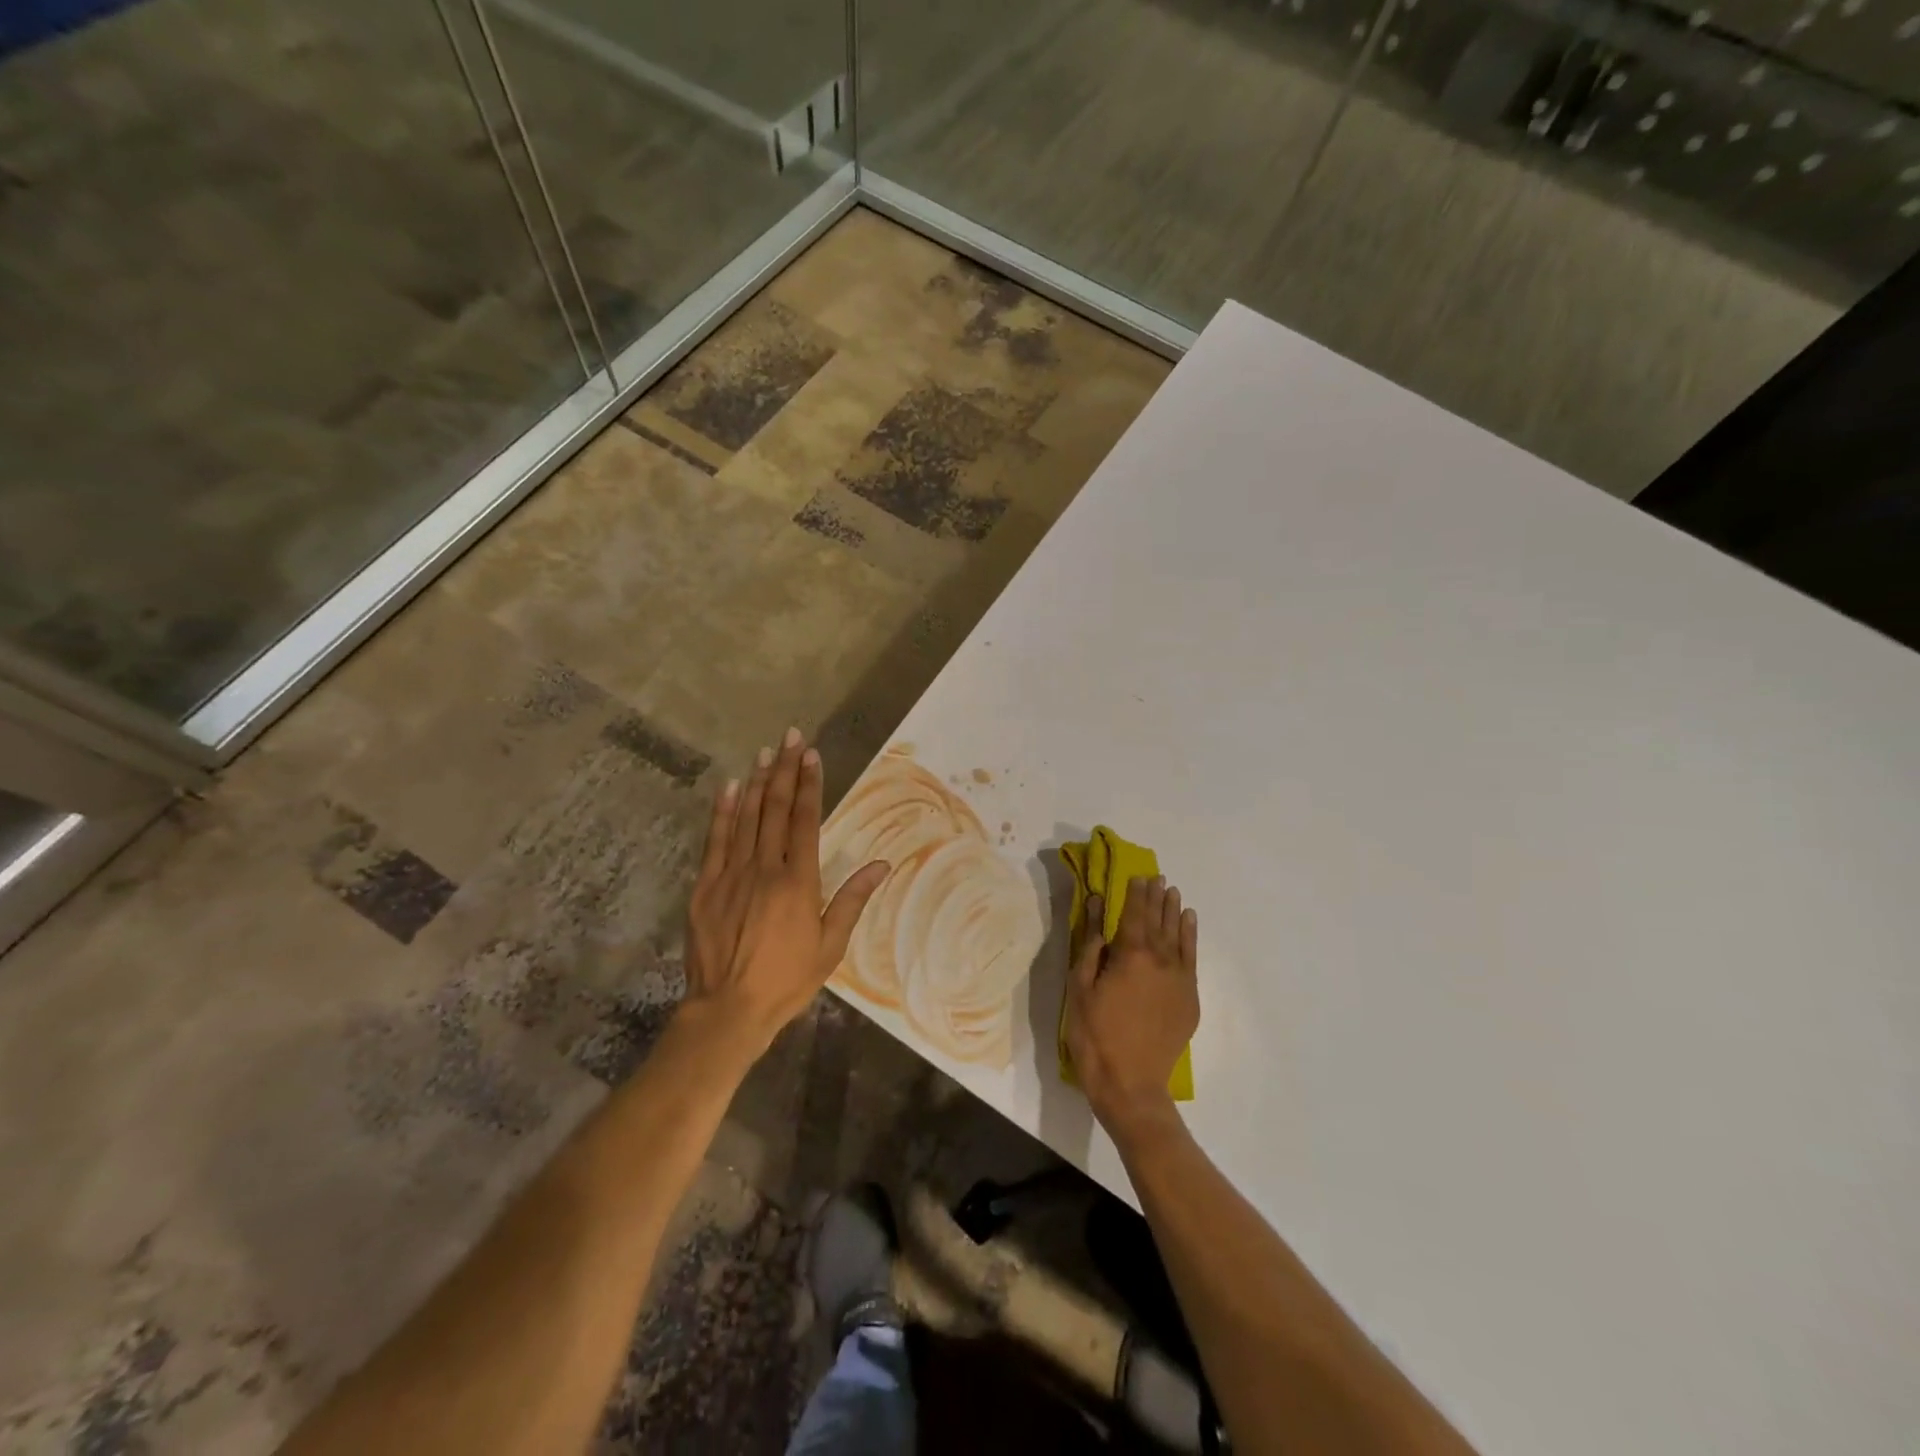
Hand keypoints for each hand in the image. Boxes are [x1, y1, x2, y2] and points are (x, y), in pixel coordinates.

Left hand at [683, 728, 889, 1051]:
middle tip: (791, 736)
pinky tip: (730, 787)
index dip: (810, 784)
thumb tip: (882, 865)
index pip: (806, 820)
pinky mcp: (705, 887)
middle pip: (776, 809)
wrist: (728, 1010)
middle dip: (785, 769)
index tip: (812, 755)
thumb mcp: (830, 946)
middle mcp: (764, 868)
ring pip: (746, 817)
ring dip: (758, 782)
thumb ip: (852, 900)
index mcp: (797, 882)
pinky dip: (723, 812)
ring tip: (766, 752)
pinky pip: (715, 841)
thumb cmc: (786, 980)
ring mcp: (730, 875)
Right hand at [1065, 875, 1199, 1136]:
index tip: (1137, 875)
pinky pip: (1192, 958)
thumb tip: (1095, 905)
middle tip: (1157, 877)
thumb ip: (1090, 943)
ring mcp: (1179, 979)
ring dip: (1175, 911)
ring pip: (1178, 935)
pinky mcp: (1189, 999)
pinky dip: (1191, 937)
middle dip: (1156, 897)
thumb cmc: (1095, 1034)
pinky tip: (1189, 923)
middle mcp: (1161, 960)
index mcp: (1131, 954)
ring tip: (1173, 892)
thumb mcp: (1080, 986)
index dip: (1135, 893)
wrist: (1130, 1083)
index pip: (1134, 913)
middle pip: (1159, 920)